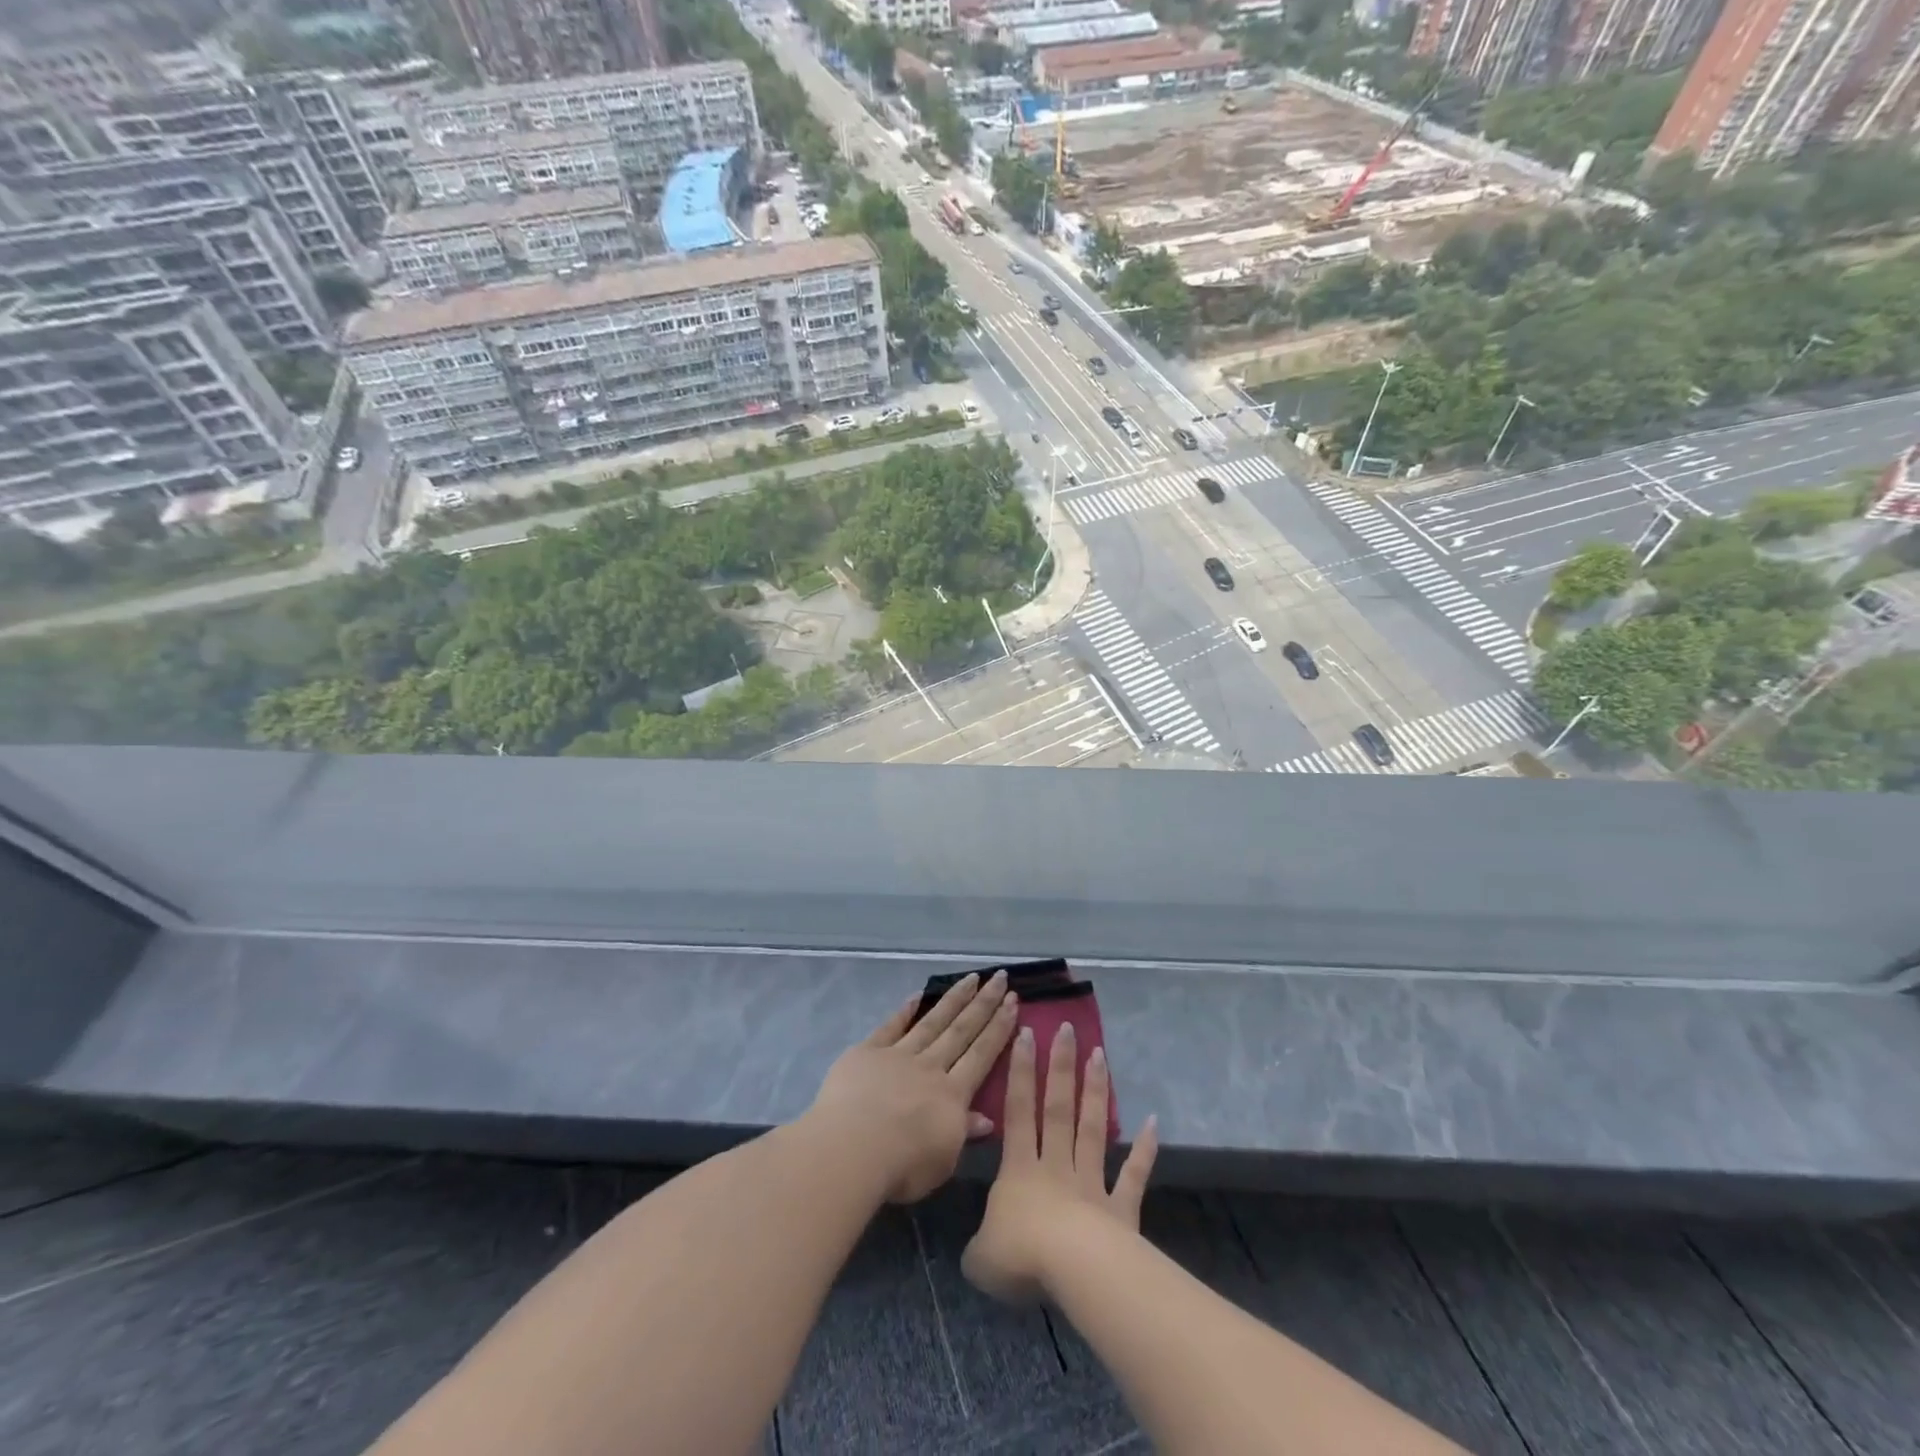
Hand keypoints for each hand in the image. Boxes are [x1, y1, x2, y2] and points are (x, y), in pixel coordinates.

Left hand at [807, 971, 1018, 1203]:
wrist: (851, 1149)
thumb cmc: (901, 1166)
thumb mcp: (943, 1162)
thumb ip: (963, 1134)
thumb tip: (986, 1118)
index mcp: (952, 1095)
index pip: (982, 1054)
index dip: (999, 1028)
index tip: (1013, 1002)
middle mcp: (930, 1067)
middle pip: (961, 1030)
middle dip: (983, 1003)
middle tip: (1000, 978)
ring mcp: (899, 1055)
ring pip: (932, 1021)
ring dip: (954, 999)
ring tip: (971, 977)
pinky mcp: (868, 1052)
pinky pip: (891, 1026)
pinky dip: (905, 1010)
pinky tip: (918, 995)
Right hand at [962, 1023, 1157, 1305]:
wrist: (1074, 1273)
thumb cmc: (1020, 1256)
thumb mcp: (980, 1257)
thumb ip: (979, 1245)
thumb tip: (980, 1248)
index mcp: (1018, 1171)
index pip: (1018, 1112)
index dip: (1020, 1073)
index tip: (1027, 1034)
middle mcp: (1055, 1167)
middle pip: (1058, 1108)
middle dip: (1061, 1067)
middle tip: (1068, 1029)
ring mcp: (1091, 1184)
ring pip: (1092, 1129)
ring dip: (1095, 1092)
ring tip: (1100, 1055)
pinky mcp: (1121, 1209)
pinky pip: (1132, 1175)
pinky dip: (1144, 1150)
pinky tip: (1152, 1122)